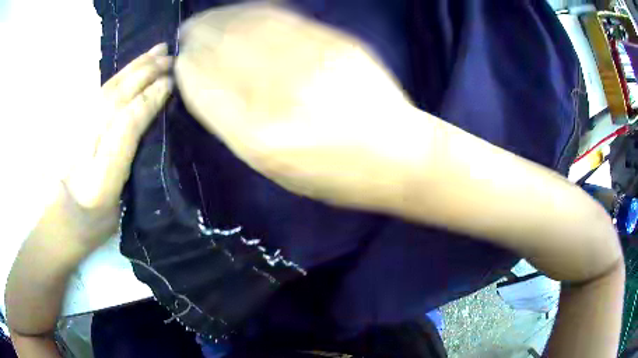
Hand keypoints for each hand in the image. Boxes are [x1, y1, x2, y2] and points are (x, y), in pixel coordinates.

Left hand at [62, 43, 172, 249]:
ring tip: (156, 51)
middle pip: (116, 99)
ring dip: (134, 68)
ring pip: (108, 90)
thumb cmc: (93, 224)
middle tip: (171, 58)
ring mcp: (77, 131)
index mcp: (100, 176)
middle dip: (144, 75)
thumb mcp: (119, 210)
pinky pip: (99, 93)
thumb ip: (131, 170)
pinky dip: (118, 76)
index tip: (171, 84)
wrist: (61, 220)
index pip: (126, 125)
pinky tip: (131, 67)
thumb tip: (149, 133)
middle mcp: (86, 146)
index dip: (149, 100)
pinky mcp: (76, 125)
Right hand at [175, 5, 424, 210]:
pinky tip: (240, 13)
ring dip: (219, 18)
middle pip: (221, 48)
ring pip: (248, 25)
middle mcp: (281, 93)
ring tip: (205, 20)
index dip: (187, 70)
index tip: (181, 63)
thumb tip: (206, 84)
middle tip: (186, 34)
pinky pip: (281, 17)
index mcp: (260, 139)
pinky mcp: (336, 42)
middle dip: (197, 37)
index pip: (204, 88)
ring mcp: (312, 60)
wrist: (400, 155)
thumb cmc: (337, 176)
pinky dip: (252, 11)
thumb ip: (236, 126)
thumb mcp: (275, 170)